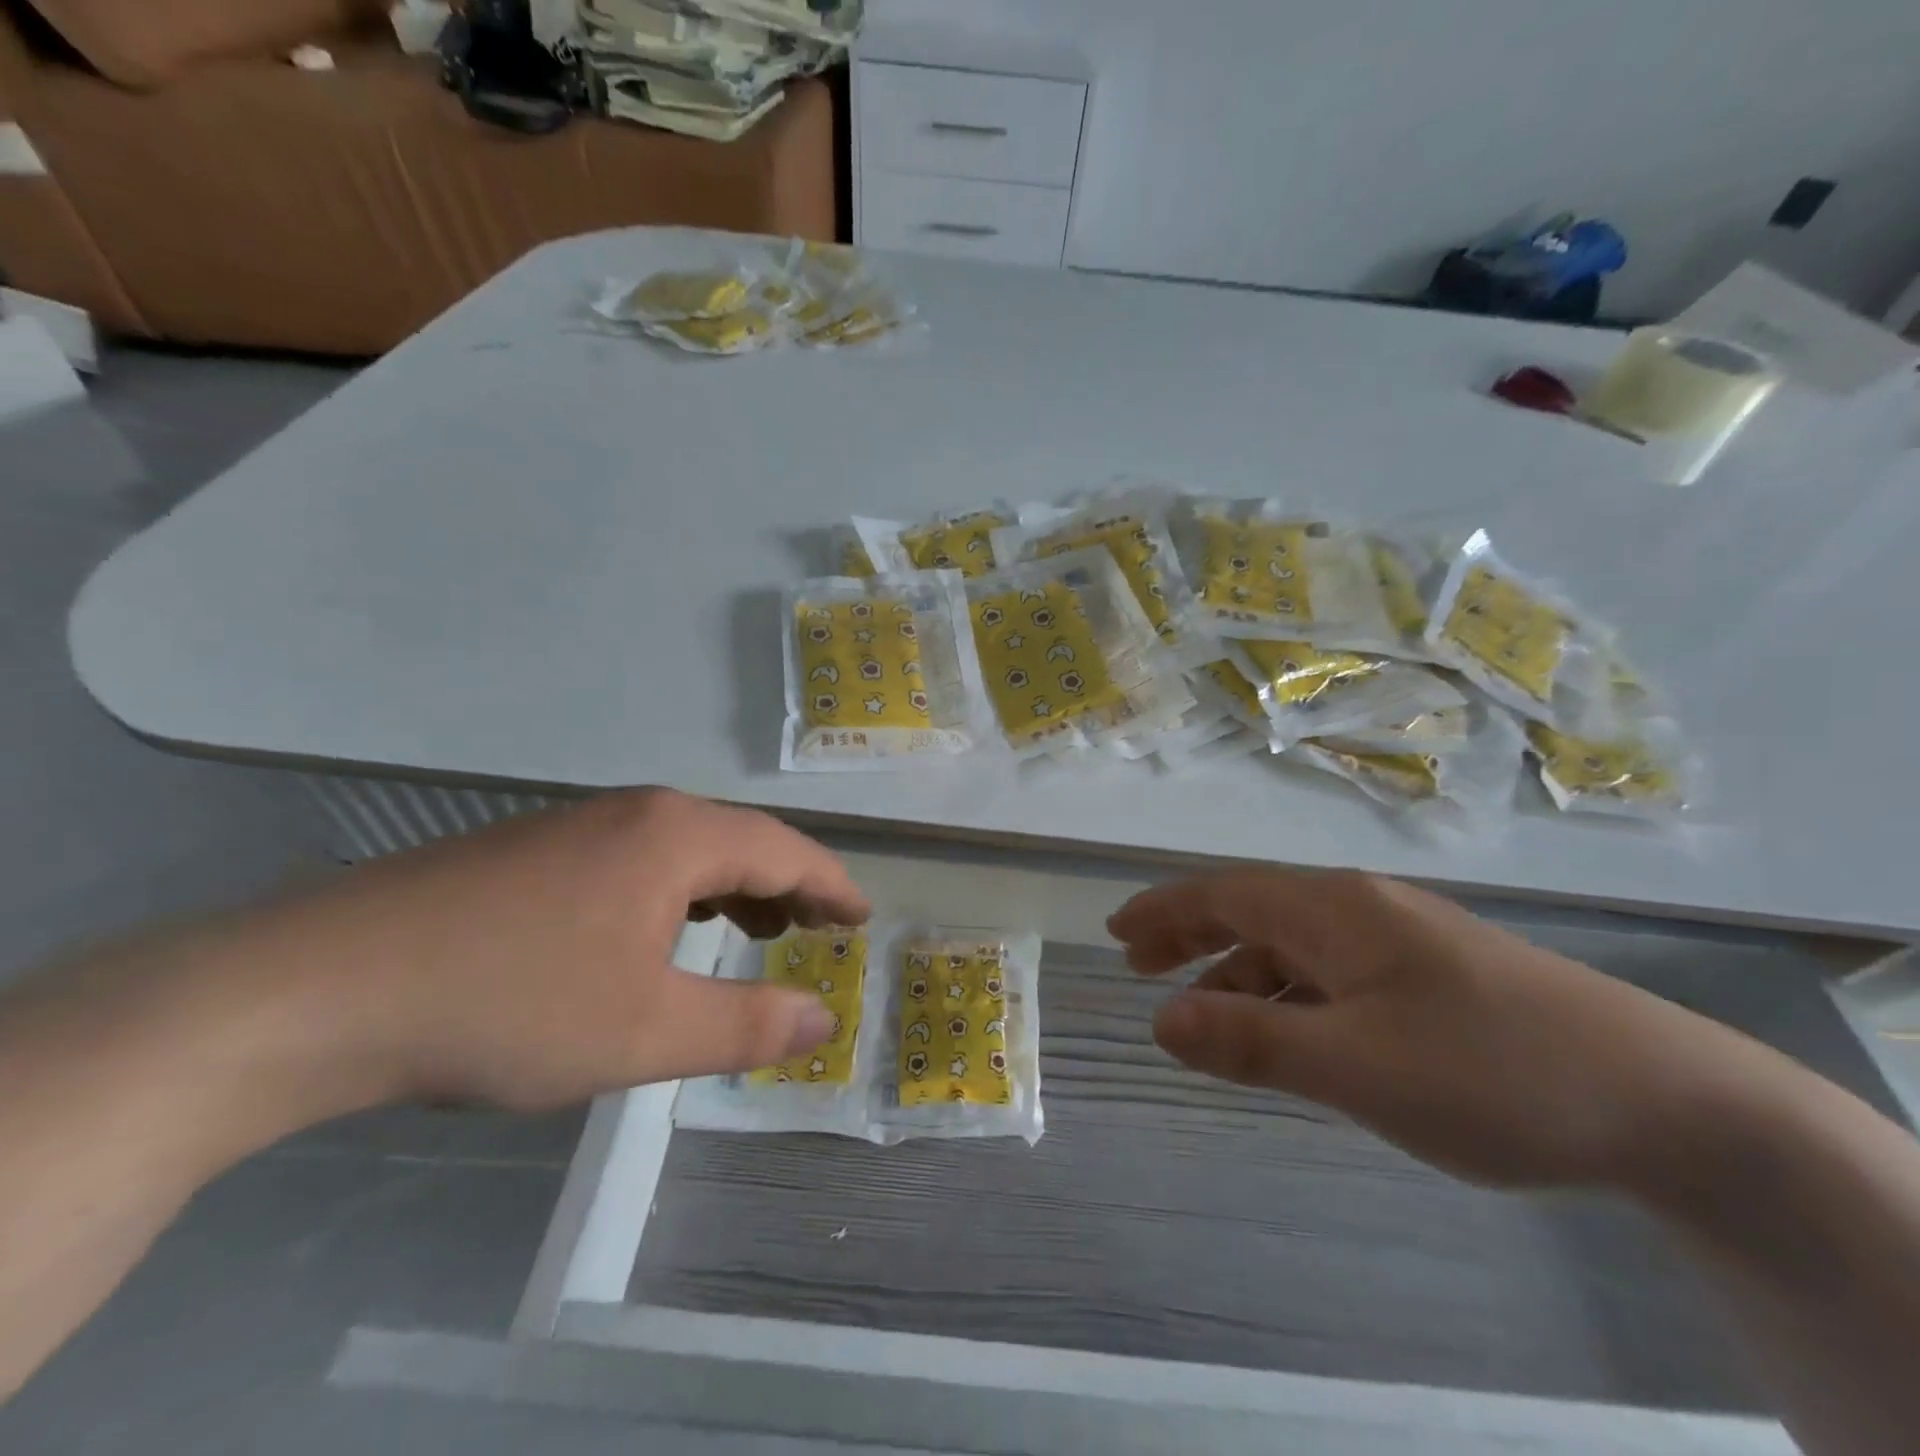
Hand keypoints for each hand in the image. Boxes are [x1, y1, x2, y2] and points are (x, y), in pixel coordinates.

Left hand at [198, 789, 869, 1122]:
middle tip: (816, 928)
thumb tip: (826, 1018)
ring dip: (732, 884)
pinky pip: (638, 858)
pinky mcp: (532, 849)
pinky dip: (678, 889)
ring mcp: (576, 824)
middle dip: (787, 883)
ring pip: (685, 847)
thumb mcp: (646, 1030)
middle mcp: (633, 812)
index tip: (863, 916)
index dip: (832, 884)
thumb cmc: (508, 1006)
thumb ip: (748, 1024)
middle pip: (738, 838)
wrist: (314, 990)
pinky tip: (659, 929)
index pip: (784, 849)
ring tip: (753, 926)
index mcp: (674, 836)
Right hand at [1109, 868, 1747, 1189]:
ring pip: (1292, 944)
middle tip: (1139, 962)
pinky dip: (1285, 992)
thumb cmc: (1490, 1071)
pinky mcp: (1430, 974)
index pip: (1223, 894)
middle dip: (1189, 932)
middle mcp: (1358, 908)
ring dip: (1236, 969)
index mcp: (1333, 910)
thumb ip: (1252, 1041)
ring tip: (1200, 1010)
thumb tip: (1158, 1019)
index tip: (1116, 931)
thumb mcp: (1356, 1066)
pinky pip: (1329, 971)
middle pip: (1251, 908)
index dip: (1163, 909)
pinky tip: (1286, 1028)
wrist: (1668, 1101)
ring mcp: (1399, 939)